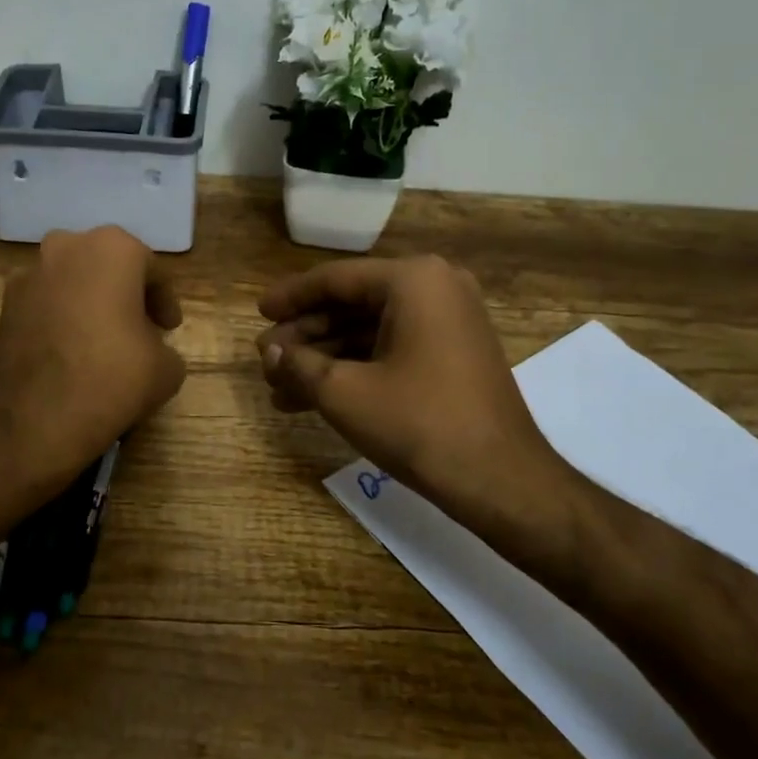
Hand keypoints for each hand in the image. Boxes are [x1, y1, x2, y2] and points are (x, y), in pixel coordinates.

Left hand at [0, 227, 185, 487]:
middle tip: (140, 330)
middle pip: (107, 267)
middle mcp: (65, 248)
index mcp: (112, 248)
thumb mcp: (166, 369)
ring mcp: (27, 276)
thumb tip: (150, 351)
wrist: (30, 423)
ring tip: (104, 344)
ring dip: (90, 305)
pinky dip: (62, 322)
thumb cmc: (111, 380)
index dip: (165, 301)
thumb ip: (166, 348)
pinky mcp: (3, 308)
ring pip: (72, 283)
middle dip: (125, 295)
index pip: (151, 269)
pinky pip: (45, 306)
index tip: (169, 329)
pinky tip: (71, 356)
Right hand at [257, 256, 586, 554]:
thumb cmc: (418, 423)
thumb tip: (270, 353)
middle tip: (267, 360)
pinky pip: (392, 349)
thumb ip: (299, 364)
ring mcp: (450, 322)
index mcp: (413, 280)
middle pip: (352, 304)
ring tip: (279, 388)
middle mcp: (436, 288)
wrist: (499, 479)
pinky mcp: (453, 354)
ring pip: (369, 332)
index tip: (258, 313)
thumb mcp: (344, 393)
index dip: (290, 298)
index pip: (335, 279)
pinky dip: (355, 370)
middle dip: (305, 337)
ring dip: (325, 359)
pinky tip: (313, 398)